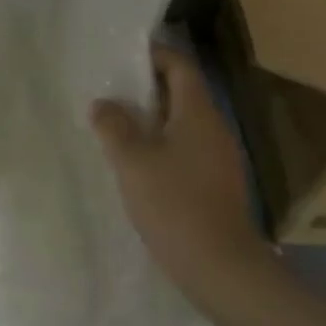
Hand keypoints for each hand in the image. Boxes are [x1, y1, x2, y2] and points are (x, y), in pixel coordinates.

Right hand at [93, 43, 268, 304]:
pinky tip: (140, 164)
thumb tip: (103, 104)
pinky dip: (163, 145)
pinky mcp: (218, 185)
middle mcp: (214, 128)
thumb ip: (113, 126)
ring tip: (118, 126)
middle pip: (182, 92)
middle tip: (111, 92)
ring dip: (152, 119)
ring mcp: (220, 158)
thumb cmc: (175, 204)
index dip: (153, 55)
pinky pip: (187, 149)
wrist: (222, 269)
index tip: (122, 58)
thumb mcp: (132, 161)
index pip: (180, 65)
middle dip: (146, 88)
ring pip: (183, 123)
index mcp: (197, 112)